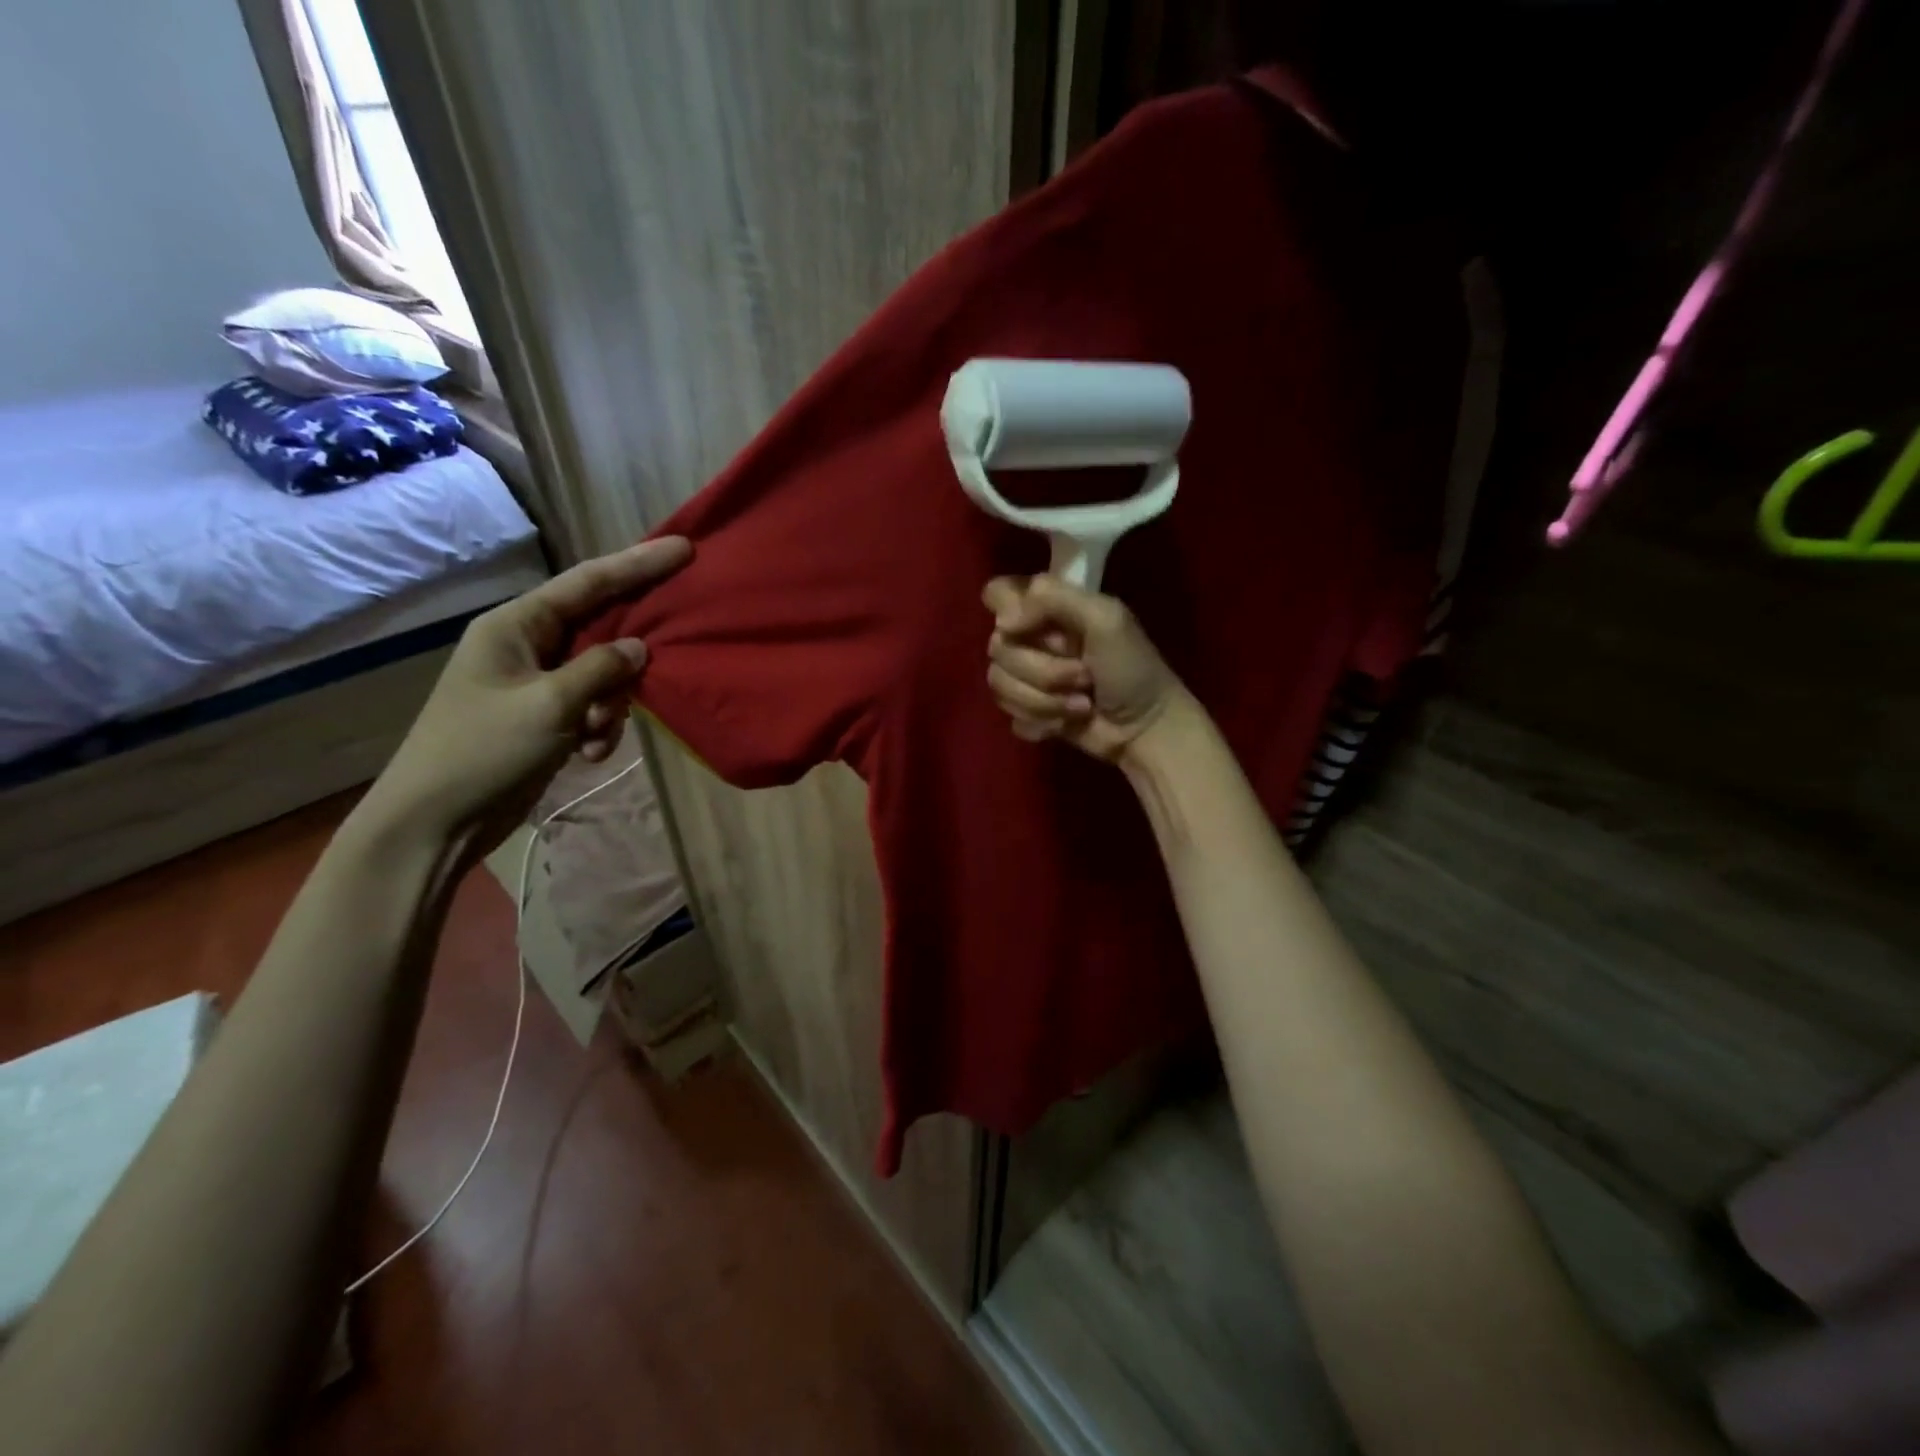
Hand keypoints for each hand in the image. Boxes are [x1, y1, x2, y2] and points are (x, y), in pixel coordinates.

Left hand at [361, 536, 692, 854]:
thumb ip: (601, 670)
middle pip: (600, 627)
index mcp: (515, 625)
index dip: (638, 564)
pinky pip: (592, 705)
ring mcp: (535, 681)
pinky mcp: (544, 715)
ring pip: (602, 673)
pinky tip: (589, 752)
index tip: (684, 549)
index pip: (589, 582)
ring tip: (596, 736)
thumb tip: (640, 649)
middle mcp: (526, 644)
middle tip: (666, 658)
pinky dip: (599, 727)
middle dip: (629, 655)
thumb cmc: (484, 751)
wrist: (436, 821)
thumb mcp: (550, 705)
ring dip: (611, 705)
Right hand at [982, 573, 1191, 764]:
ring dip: (1045, 700)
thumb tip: (1002, 622)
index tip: (1025, 629)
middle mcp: (1031, 638)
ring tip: (1081, 704)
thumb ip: (1053, 599)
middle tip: (1084, 675)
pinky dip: (1041, 721)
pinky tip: (1067, 722)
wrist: (1145, 728)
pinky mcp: (1027, 711)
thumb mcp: (1104, 618)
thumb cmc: (1132, 667)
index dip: (1006, 614)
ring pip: (999, 684)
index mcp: (1048, 608)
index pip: (996, 594)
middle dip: (1043, 670)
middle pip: (997, 647)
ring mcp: (1026, 677)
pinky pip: (1009, 714)